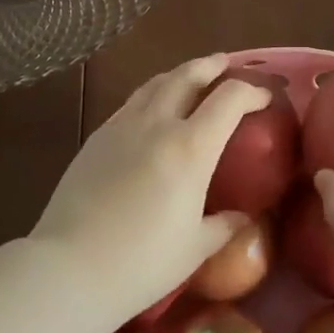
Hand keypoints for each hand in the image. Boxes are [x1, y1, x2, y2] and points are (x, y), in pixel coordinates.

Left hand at [29, 54, 271, 327]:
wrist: (70, 268)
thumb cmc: (142, 264)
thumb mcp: (195, 249)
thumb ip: (224, 226)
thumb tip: (242, 217)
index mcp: (190, 148)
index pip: (229, 100)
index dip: (251, 92)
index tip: (263, 97)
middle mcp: (157, 125)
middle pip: (187, 76)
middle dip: (211, 66)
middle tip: (225, 64)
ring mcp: (121, 127)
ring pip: (155, 84)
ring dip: (179, 74)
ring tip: (190, 78)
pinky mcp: (96, 138)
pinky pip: (131, 103)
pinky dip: (151, 94)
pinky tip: (151, 108)